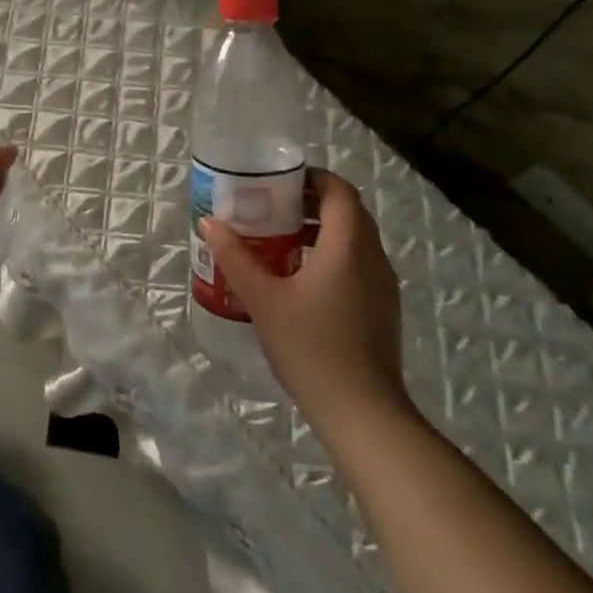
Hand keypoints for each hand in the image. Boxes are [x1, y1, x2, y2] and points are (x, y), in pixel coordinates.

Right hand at [202, 170, 410, 441]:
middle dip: (311, 202)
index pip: (340, 191)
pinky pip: (359, 264)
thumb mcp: (262, 299)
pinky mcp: (382, 310)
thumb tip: (209, 221)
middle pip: (348, 212)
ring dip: (321, 230)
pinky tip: (300, 280)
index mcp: (347, 246)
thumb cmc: (311, 347)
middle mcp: (372, 258)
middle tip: (271, 207)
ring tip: (279, 241)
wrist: (364, 414)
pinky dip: (332, 256)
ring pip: (355, 239)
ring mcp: (383, 286)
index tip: (279, 181)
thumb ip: (235, 257)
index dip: (313, 177)